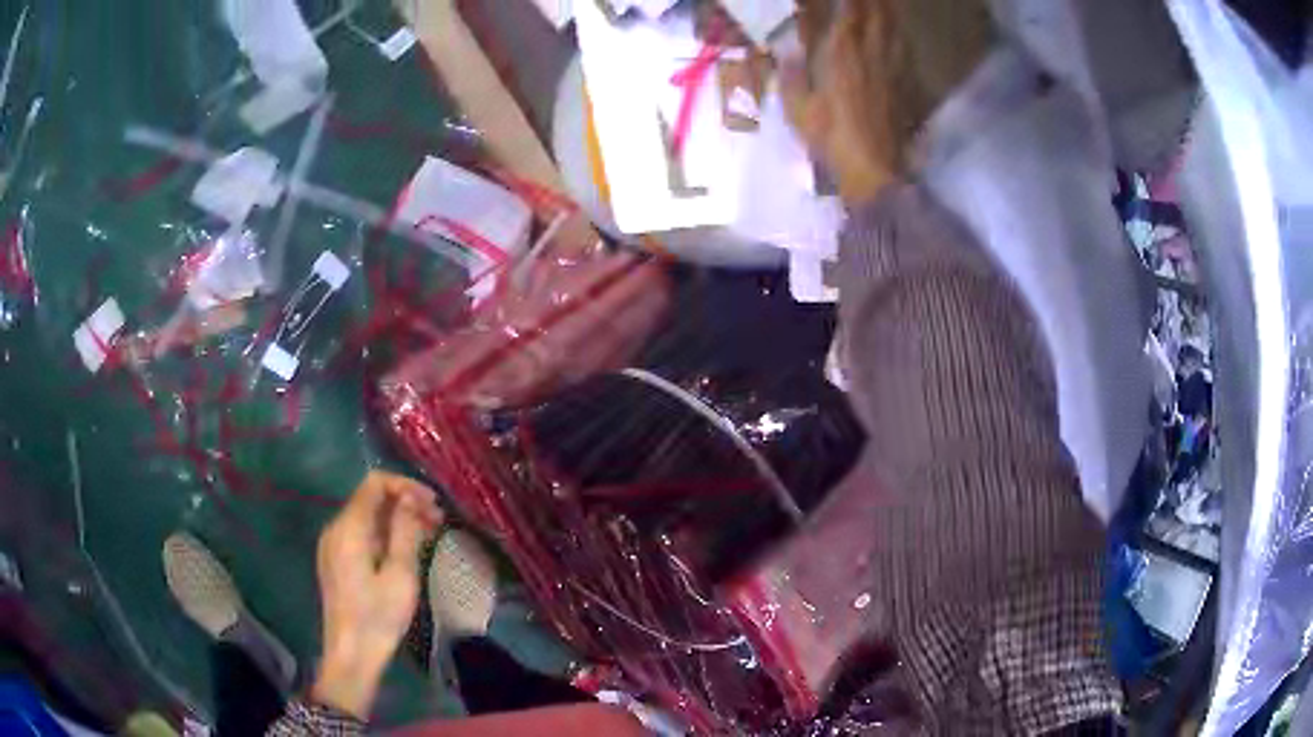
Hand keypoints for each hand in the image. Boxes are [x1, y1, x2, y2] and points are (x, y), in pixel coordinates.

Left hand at [311, 471, 442, 718]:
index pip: (374, 484)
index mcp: (349, 528)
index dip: (405, 486)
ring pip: (367, 519)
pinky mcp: (336, 562)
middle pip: (370, 500)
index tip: (433, 503)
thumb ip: (405, 531)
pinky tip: (405, 552)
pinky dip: (384, 536)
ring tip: (428, 536)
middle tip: (438, 521)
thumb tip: (410, 497)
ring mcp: (333, 546)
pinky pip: (361, 536)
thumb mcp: (400, 575)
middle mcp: (336, 529)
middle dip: (404, 504)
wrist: (351, 655)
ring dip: (397, 521)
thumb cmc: (378, 616)